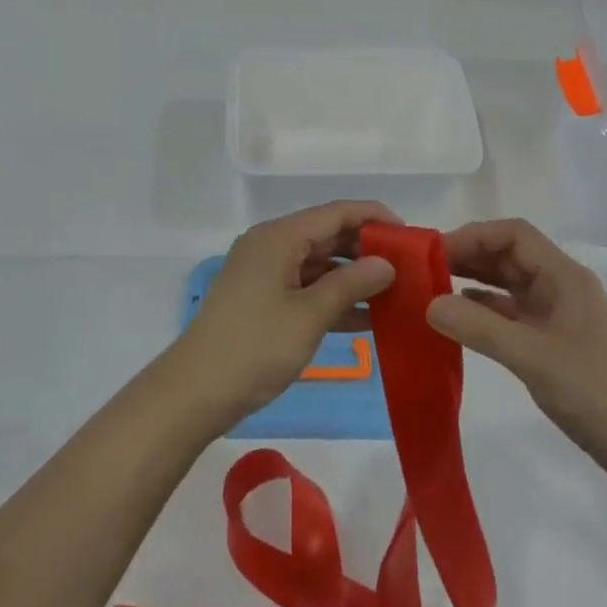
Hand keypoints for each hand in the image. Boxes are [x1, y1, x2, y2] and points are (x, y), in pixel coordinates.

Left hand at [173, 202, 398, 427]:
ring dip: (353, 278)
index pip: (336, 213)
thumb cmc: (254, 347)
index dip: (374, 218)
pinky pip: (306, 289)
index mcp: (279, 237)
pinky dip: (334, 299)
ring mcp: (265, 274)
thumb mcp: (309, 315)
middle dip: (367, 250)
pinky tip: (368, 319)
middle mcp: (271, 246)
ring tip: (396, 293)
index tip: (410, 234)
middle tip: (409, 267)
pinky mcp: (263, 300)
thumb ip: (351, 284)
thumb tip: (386, 263)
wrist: (195, 393)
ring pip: (319, 265)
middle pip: (327, 236)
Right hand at [428, 219, 606, 484]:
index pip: (514, 235)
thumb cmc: (596, 393)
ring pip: (511, 284)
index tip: (435, 253)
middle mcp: (562, 287)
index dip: (474, 236)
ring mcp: (560, 315)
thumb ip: (480, 328)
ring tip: (433, 289)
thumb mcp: (533, 358)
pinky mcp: (555, 342)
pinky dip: (486, 309)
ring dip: (475, 281)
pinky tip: (461, 318)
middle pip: (510, 255)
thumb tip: (429, 304)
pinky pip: (514, 313)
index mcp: (565, 277)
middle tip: (424, 270)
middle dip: (469, 256)